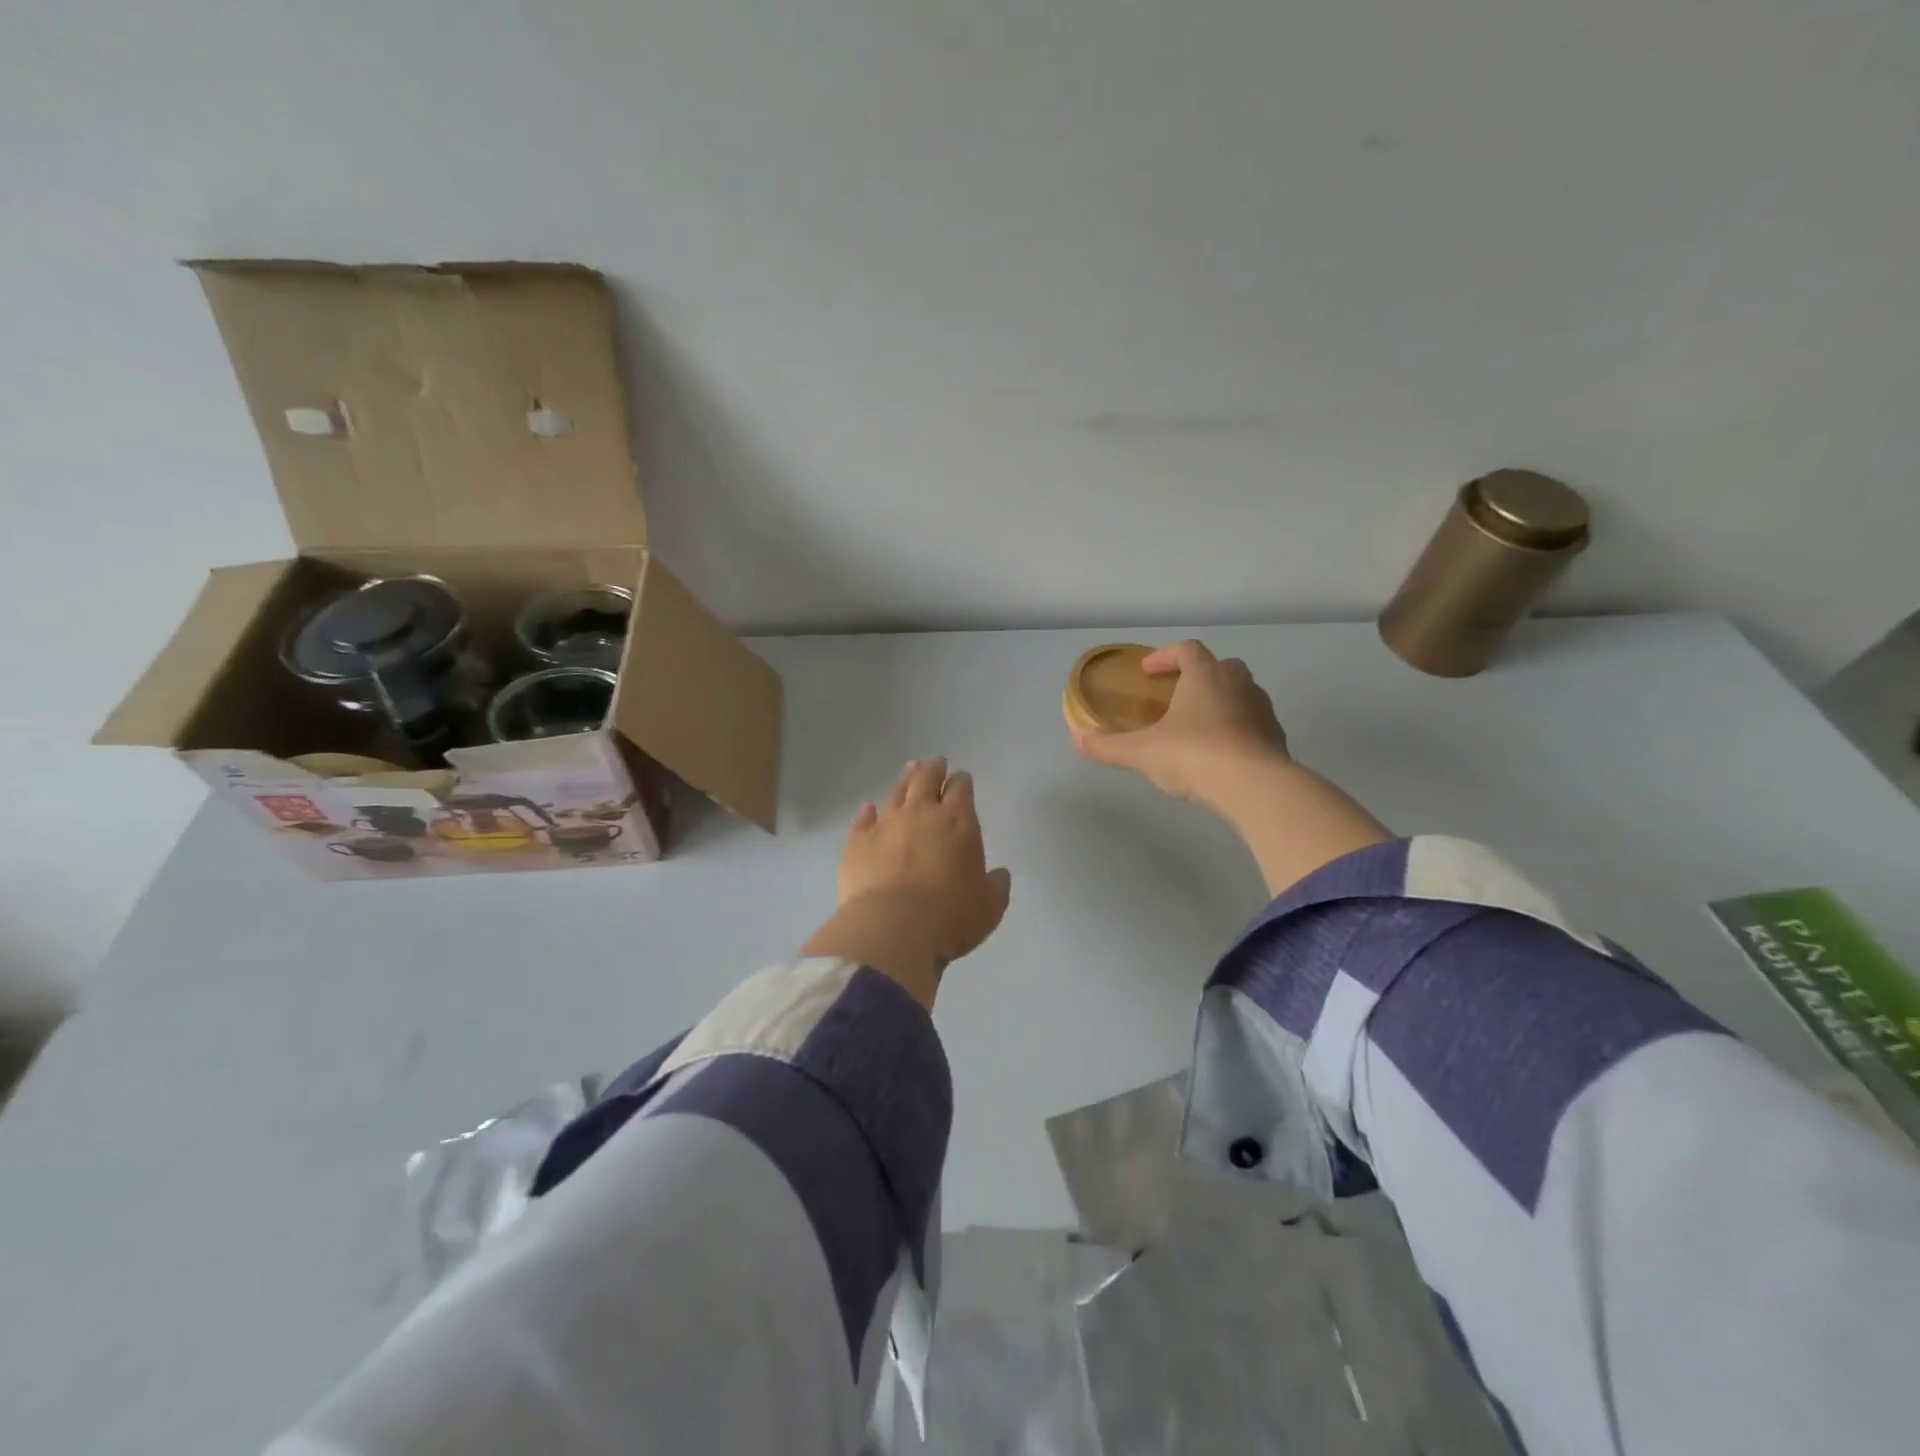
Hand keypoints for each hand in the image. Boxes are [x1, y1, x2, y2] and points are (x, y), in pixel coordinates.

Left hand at [800, 758, 1012, 1008]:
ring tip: (909, 770)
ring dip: (904, 780)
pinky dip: (867, 812)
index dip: (962, 781)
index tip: (962, 778)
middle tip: (935, 763)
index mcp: (958, 822)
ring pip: (896, 792)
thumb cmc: (950, 917)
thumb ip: (996, 885)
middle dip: (933, 769)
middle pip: (926, 779)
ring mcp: (885, 825)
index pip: (961, 789)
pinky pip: (862, 820)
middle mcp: (921, 814)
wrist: (892, 929)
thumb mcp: (989, 906)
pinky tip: (867, 808)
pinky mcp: (857, 842)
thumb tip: (998, 875)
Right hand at [1073, 640, 1392, 894]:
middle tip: (1176, 697)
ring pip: (1240, 693)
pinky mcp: (1276, 736)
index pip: (1187, 649)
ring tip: (1197, 728)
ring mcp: (1262, 709)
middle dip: (1197, 677)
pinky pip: (1253, 723)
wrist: (1256, 787)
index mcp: (1205, 675)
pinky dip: (1237, 729)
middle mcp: (1238, 683)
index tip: (1148, 671)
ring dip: (1219, 702)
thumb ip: (1109, 746)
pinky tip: (1221, 754)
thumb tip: (1077, 740)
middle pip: (1219, 667)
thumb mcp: (1142, 753)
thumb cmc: (1194, 756)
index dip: (1165, 656)